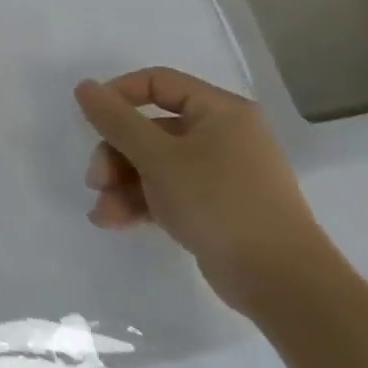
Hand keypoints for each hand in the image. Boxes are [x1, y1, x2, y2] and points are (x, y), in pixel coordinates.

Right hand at [74, 68, 336, 316]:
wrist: (283, 285)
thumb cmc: (219, 203)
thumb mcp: (158, 158)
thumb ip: (116, 120)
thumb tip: (83, 86)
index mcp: (220, 112)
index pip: (158, 83)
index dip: (119, 95)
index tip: (90, 119)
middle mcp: (223, 136)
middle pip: (150, 129)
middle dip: (116, 155)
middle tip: (95, 180)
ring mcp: (221, 174)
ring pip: (155, 164)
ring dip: (122, 184)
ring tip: (102, 212)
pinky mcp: (217, 208)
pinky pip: (168, 191)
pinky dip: (140, 202)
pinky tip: (113, 221)